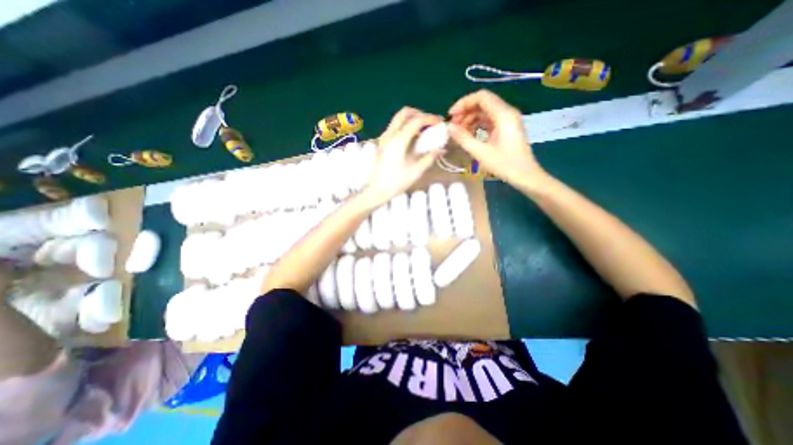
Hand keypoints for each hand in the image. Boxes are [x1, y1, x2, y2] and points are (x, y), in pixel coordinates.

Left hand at [362, 106, 442, 204]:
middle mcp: (390, 135)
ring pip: (398, 119)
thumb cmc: (396, 182)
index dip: (430, 118)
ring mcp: (384, 138)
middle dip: (419, 114)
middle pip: (404, 113)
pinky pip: (394, 127)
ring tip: (423, 130)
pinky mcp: (382, 143)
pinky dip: (405, 126)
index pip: (416, 121)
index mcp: (399, 140)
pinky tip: (412, 138)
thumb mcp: (416, 171)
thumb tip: (442, 150)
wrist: (377, 191)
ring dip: (411, 119)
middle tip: (430, 123)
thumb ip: (429, 158)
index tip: (440, 122)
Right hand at [445, 88, 553, 188]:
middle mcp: (507, 112)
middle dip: (465, 112)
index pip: (481, 97)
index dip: (463, 103)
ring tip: (459, 133)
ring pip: (485, 112)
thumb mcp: (481, 153)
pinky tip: (469, 135)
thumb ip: (463, 138)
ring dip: (470, 119)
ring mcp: (507, 120)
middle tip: (453, 126)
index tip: (451, 116)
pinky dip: (477, 125)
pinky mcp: (506, 128)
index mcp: (503, 115)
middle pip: (482, 103)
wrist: (525, 176)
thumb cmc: (505, 164)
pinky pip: (489, 120)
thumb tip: (449, 127)